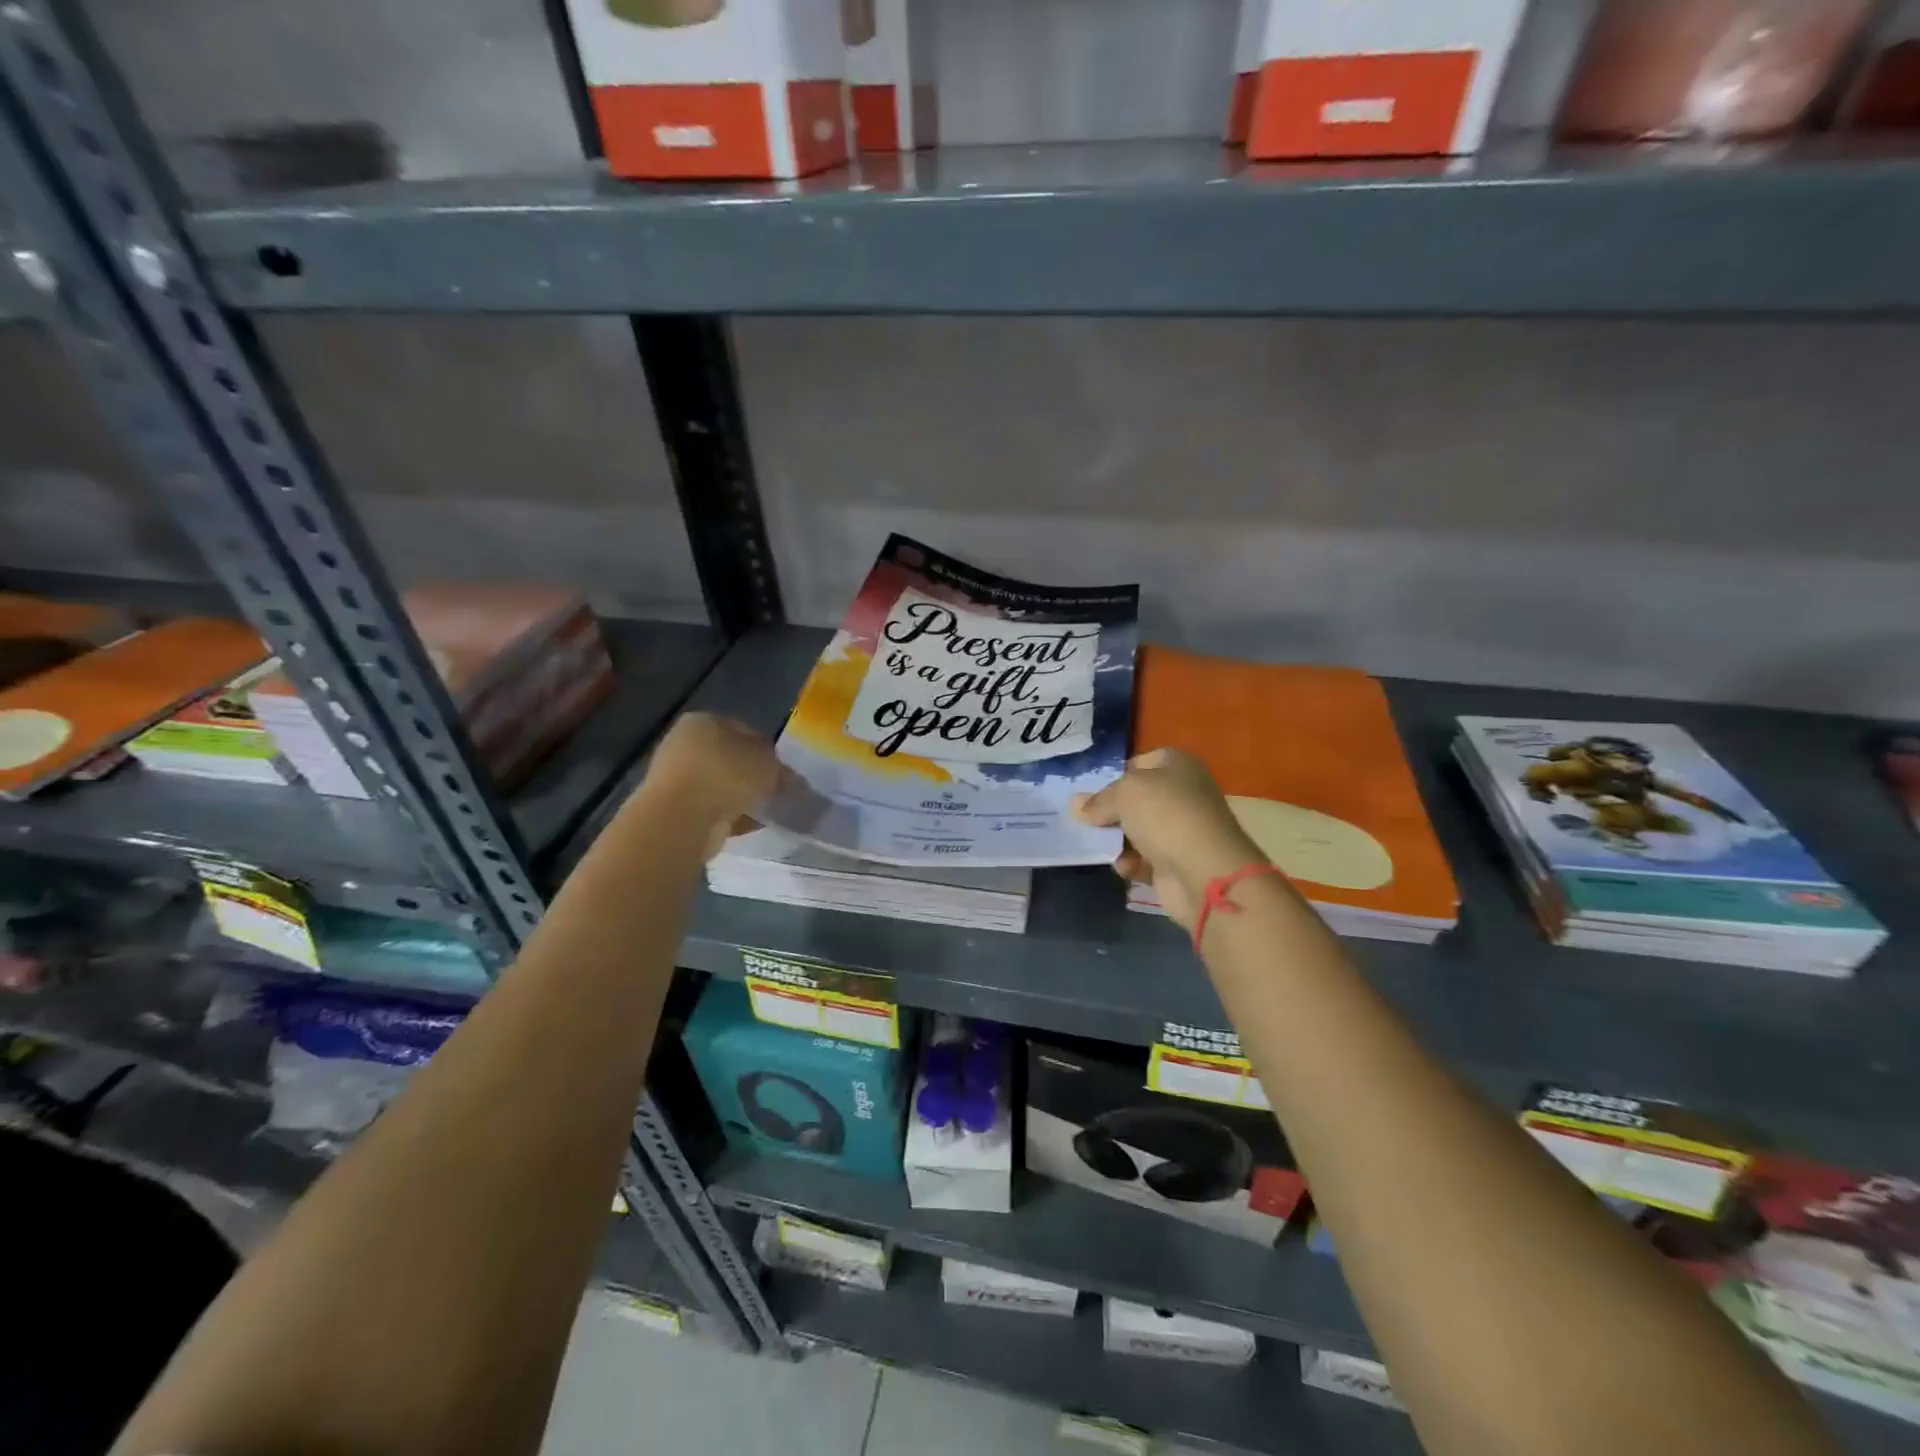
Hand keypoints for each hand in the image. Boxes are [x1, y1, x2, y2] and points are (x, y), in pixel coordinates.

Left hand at [642, 713, 780, 857]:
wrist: (681, 819)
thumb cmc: (726, 776)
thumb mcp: (769, 766)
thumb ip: (783, 771)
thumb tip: (791, 780)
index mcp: (704, 720)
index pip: (743, 730)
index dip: (767, 750)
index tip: (783, 771)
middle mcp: (684, 743)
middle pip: (729, 759)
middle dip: (753, 776)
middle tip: (776, 792)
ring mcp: (675, 778)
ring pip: (719, 786)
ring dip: (740, 798)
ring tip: (764, 812)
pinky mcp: (673, 809)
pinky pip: (710, 809)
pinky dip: (728, 817)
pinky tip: (748, 827)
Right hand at [1072, 748, 1266, 930]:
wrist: (1205, 872)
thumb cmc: (1165, 816)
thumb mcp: (1124, 794)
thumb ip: (1098, 799)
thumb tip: (1076, 805)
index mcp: (1178, 766)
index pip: (1140, 763)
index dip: (1115, 775)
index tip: (1091, 791)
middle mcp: (1183, 794)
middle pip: (1137, 799)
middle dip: (1111, 810)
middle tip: (1085, 819)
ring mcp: (1182, 830)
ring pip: (1138, 830)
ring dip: (1118, 840)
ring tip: (1098, 845)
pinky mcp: (1178, 863)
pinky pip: (1145, 860)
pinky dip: (1132, 863)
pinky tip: (1125, 867)